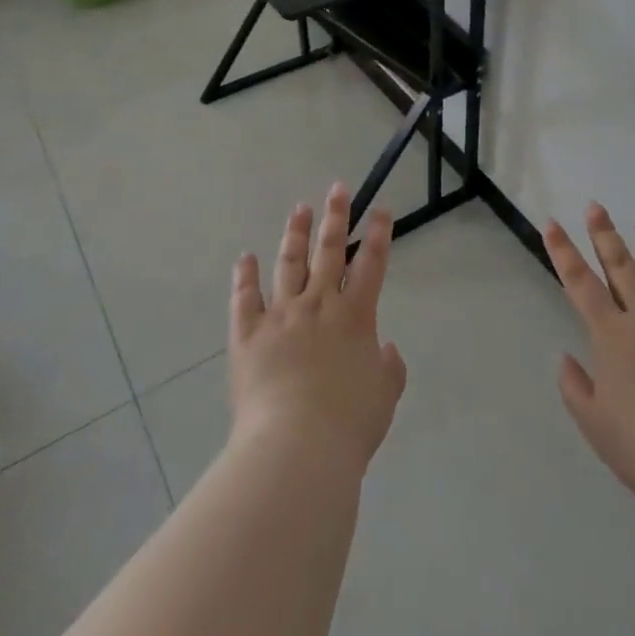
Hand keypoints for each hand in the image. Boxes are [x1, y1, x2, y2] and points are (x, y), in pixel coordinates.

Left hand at [229, 182, 408, 473]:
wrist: (296, 447)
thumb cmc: (348, 424)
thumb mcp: (383, 397)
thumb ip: (389, 369)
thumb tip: (385, 349)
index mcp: (355, 316)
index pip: (371, 264)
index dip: (379, 234)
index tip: (381, 209)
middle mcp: (319, 305)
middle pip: (330, 251)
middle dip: (336, 217)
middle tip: (337, 189)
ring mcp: (281, 315)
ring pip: (289, 263)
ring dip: (295, 234)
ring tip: (300, 208)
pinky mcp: (248, 334)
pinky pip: (245, 298)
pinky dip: (245, 276)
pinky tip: (246, 257)